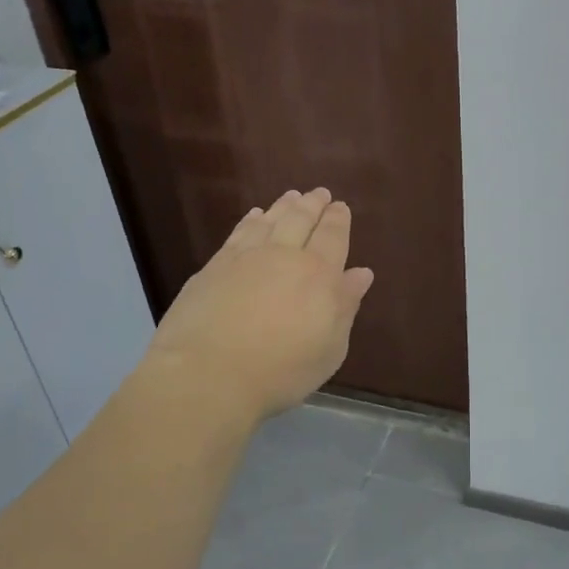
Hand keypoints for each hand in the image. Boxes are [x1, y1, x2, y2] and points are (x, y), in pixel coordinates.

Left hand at [145, 188, 374, 421]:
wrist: (207, 375)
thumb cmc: (280, 371)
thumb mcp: (329, 349)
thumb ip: (345, 307)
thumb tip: (361, 273)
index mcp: (319, 275)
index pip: (333, 236)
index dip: (338, 220)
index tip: (341, 206)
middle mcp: (284, 256)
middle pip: (302, 220)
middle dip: (313, 204)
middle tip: (320, 194)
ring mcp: (246, 257)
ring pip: (271, 220)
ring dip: (285, 205)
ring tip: (292, 196)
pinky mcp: (215, 266)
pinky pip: (239, 232)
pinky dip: (251, 220)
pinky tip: (255, 216)